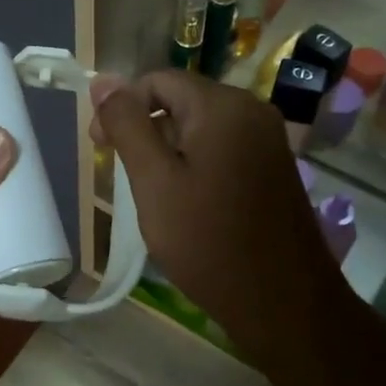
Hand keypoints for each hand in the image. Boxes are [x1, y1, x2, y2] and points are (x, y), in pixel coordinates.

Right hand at [89, 71, 357, 368]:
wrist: (284, 304)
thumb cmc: (209, 242)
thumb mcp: (154, 182)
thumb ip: (126, 126)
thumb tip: (102, 80)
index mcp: (222, 106)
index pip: (157, 80)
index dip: (121, 107)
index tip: (101, 149)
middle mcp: (251, 110)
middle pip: (181, 99)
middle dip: (145, 129)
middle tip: (126, 177)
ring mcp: (268, 138)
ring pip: (200, 125)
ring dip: (168, 149)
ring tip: (155, 194)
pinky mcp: (274, 165)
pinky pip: (223, 146)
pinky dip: (196, 162)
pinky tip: (187, 201)